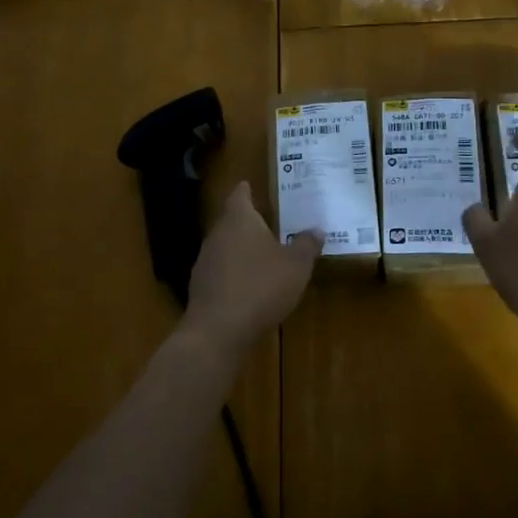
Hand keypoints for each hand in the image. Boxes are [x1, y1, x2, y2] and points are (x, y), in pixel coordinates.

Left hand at [182, 182, 320, 358]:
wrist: (218, 331)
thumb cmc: (261, 287)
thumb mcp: (296, 266)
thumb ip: (306, 245)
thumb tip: (316, 229)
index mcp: (239, 219)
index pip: (240, 194)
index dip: (247, 189)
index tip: (253, 185)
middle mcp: (217, 234)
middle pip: (232, 220)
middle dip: (249, 221)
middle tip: (270, 221)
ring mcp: (205, 261)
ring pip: (226, 246)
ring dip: (242, 248)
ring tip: (264, 254)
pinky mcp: (201, 287)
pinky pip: (222, 270)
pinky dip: (235, 272)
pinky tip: (250, 285)